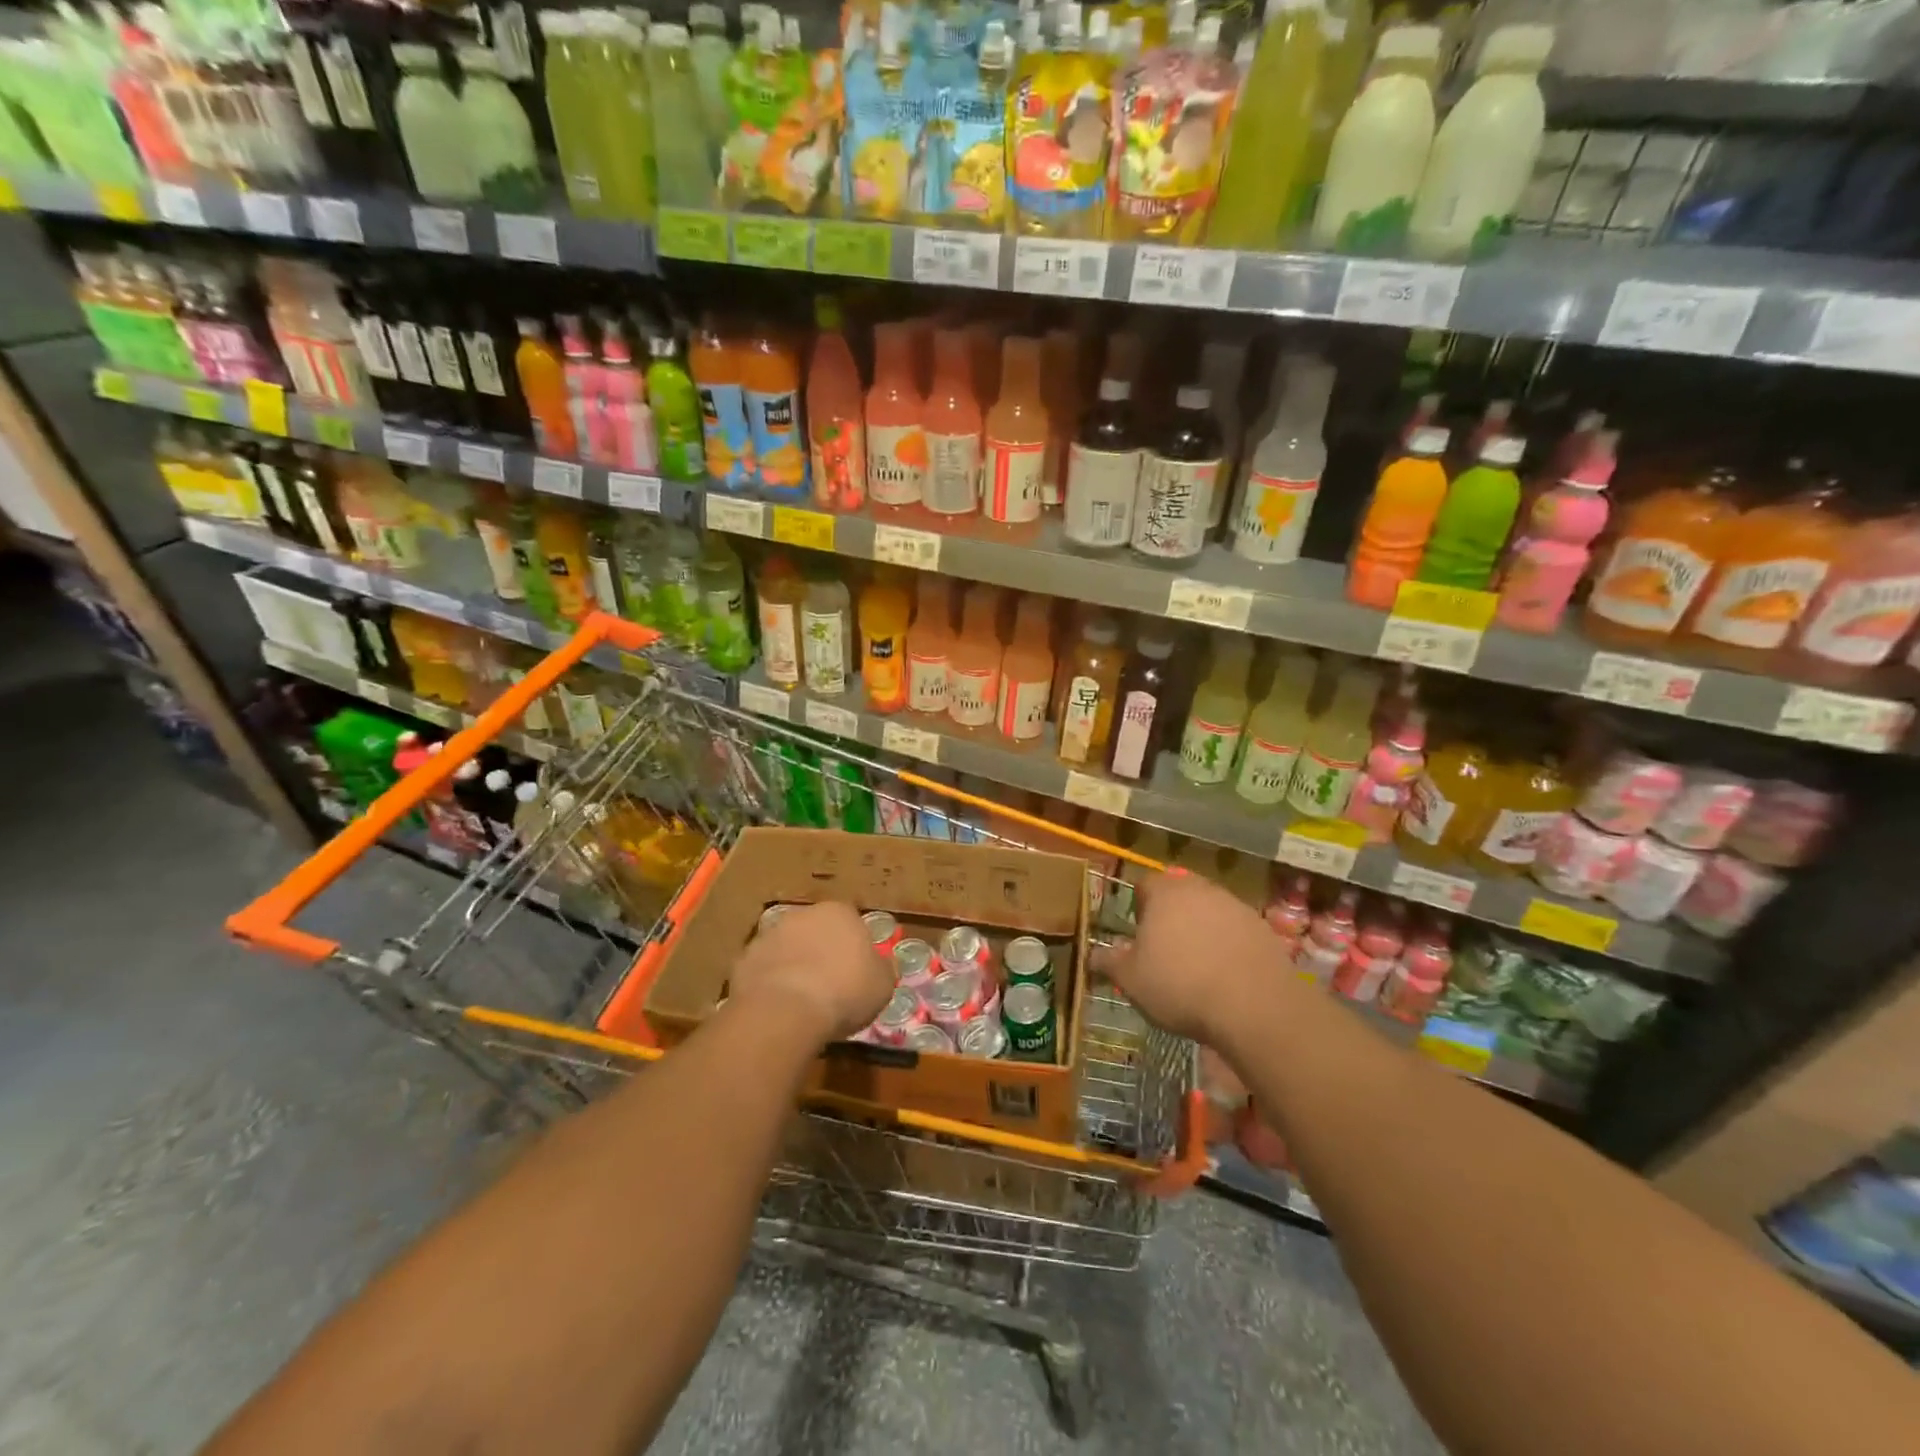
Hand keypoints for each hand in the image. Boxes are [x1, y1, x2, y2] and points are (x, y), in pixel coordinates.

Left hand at [729, 901, 892, 1045]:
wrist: (786, 1011)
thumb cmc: (845, 992)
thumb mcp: (883, 985)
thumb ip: (881, 968)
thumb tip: (878, 965)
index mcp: (840, 912)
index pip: (852, 922)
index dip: (854, 947)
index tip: (857, 972)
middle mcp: (803, 914)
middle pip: (816, 930)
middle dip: (822, 950)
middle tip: (830, 984)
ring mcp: (770, 934)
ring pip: (788, 947)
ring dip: (794, 964)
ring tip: (802, 999)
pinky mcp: (744, 958)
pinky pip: (764, 969)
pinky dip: (771, 982)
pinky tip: (779, 1007)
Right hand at [1094, 872, 1275, 1042]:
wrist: (1254, 1006)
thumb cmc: (1179, 985)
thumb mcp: (1130, 979)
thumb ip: (1109, 962)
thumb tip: (1092, 954)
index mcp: (1165, 892)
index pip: (1144, 885)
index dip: (1138, 907)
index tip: (1138, 936)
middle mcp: (1201, 889)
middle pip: (1180, 894)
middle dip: (1171, 916)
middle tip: (1165, 950)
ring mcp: (1236, 907)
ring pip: (1210, 911)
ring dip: (1202, 931)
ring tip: (1197, 967)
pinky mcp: (1264, 929)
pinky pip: (1236, 932)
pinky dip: (1229, 946)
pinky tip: (1226, 977)